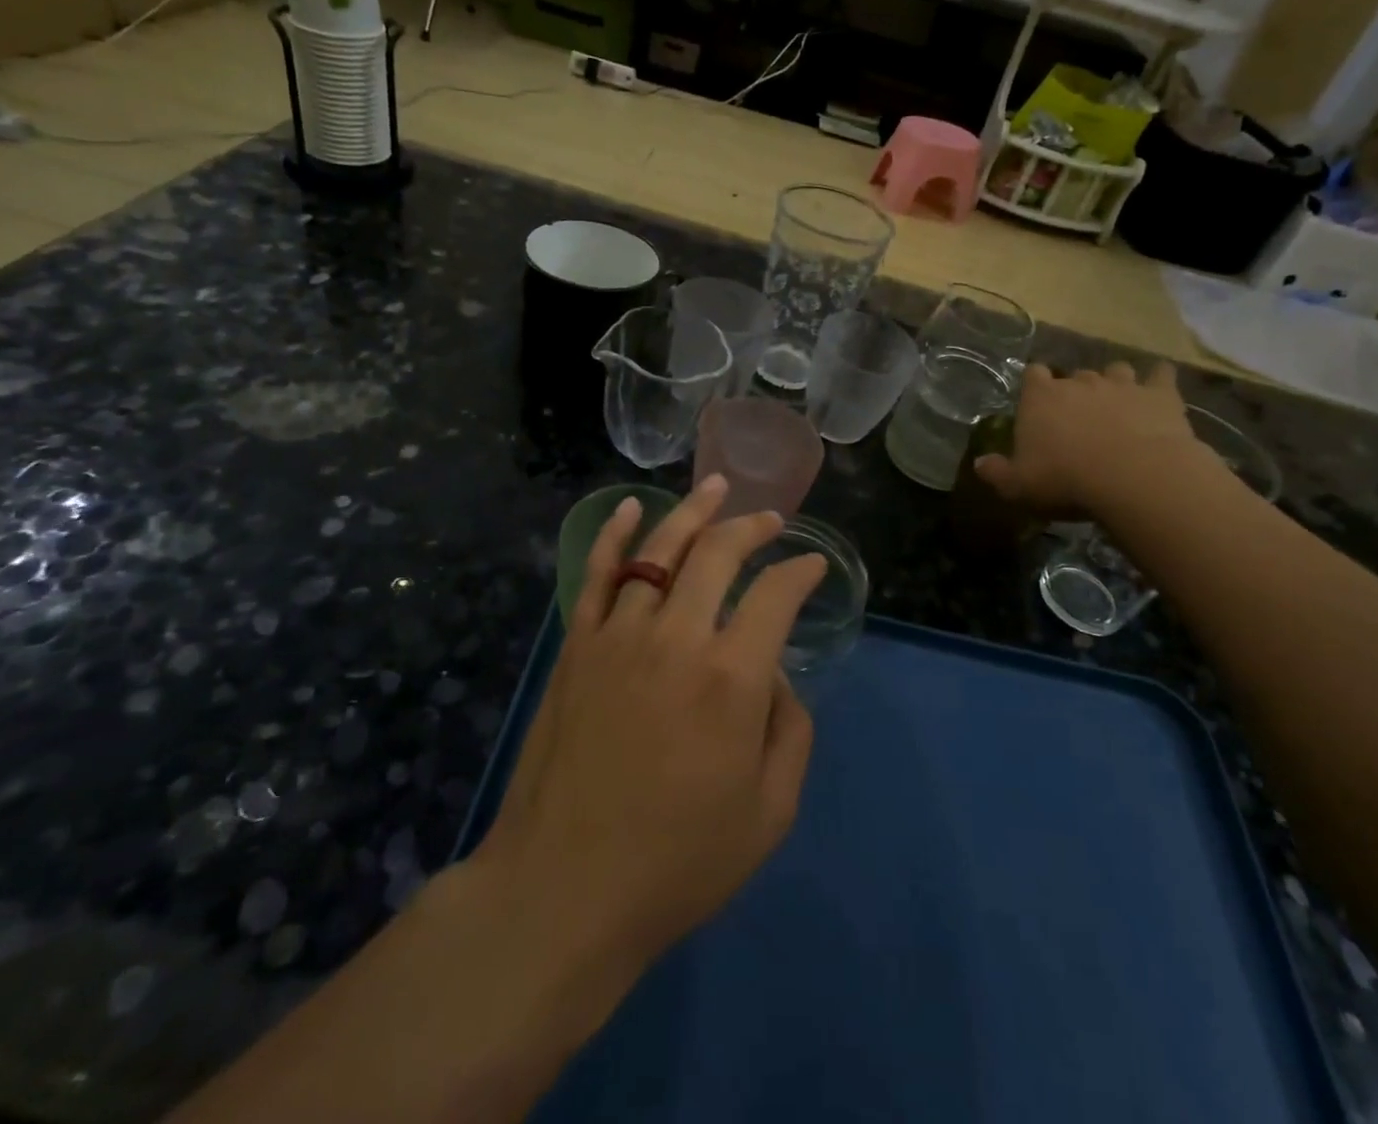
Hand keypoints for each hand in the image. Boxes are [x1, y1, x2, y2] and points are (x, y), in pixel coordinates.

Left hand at [473, 475, 827, 979]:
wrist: (564, 889)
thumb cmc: (677, 862)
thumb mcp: (769, 814)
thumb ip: (790, 732)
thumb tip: (775, 677)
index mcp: (731, 678)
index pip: (776, 595)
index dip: (801, 572)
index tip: (813, 566)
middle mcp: (677, 638)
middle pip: (718, 554)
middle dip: (752, 527)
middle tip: (771, 520)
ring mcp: (619, 636)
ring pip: (659, 551)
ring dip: (692, 513)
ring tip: (716, 487)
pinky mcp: (577, 646)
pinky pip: (597, 575)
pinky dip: (613, 535)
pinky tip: (628, 508)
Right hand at [975, 361, 1217, 516]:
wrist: (1134, 477)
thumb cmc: (1065, 479)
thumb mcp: (1018, 485)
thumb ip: (997, 472)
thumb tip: (980, 463)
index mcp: (1041, 397)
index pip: (1033, 375)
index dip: (1035, 386)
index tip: (1038, 404)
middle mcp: (1079, 382)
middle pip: (1075, 375)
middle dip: (1076, 390)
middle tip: (1079, 417)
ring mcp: (1122, 384)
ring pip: (1116, 370)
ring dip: (1115, 383)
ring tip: (1118, 404)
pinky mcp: (1159, 394)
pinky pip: (1161, 375)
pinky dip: (1159, 380)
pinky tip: (1159, 391)